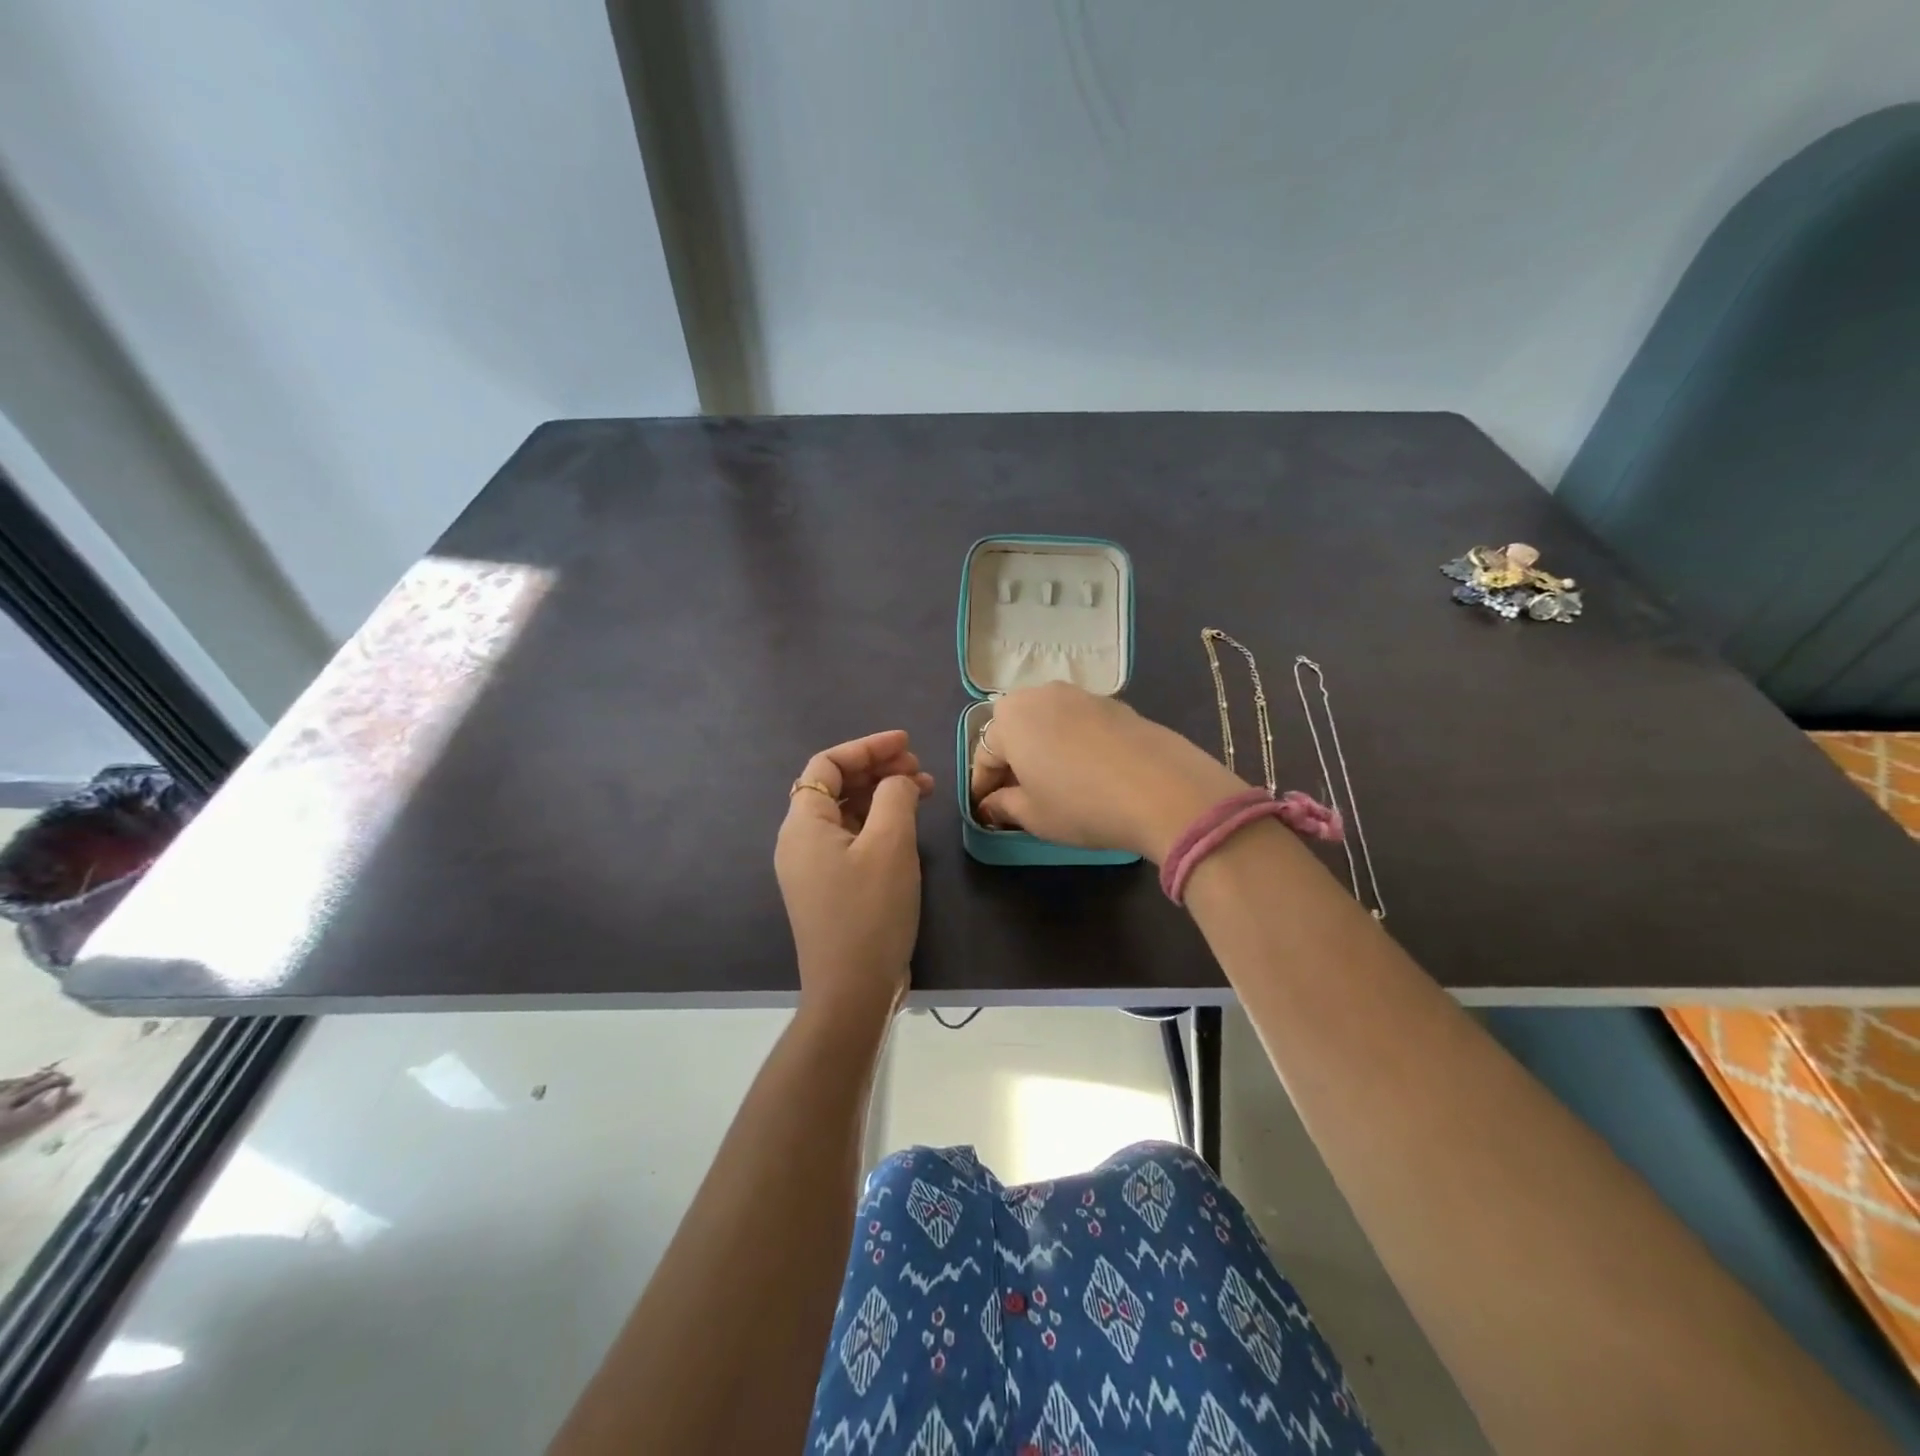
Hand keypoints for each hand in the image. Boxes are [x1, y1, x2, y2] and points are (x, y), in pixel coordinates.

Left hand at [776, 730, 934, 1022]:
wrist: (852, 989)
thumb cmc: (870, 911)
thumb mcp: (890, 845)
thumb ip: (895, 796)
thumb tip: (897, 780)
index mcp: (804, 824)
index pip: (827, 764)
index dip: (867, 747)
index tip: (906, 743)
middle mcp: (800, 840)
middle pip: (836, 786)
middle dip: (877, 769)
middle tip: (919, 768)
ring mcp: (813, 866)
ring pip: (847, 813)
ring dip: (882, 795)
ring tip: (924, 790)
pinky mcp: (829, 887)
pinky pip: (851, 839)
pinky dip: (879, 824)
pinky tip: (908, 825)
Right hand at [970, 682, 1243, 862]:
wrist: (1162, 789)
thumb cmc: (1081, 804)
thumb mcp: (1033, 815)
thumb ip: (1003, 806)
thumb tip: (991, 805)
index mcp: (1010, 717)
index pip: (984, 755)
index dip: (982, 788)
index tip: (986, 814)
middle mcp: (1041, 694)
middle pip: (1014, 732)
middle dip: (1011, 764)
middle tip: (1017, 800)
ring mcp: (1081, 695)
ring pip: (1047, 724)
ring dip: (1042, 751)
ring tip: (1052, 786)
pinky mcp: (1115, 704)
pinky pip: (1078, 725)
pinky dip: (1072, 746)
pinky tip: (1087, 774)